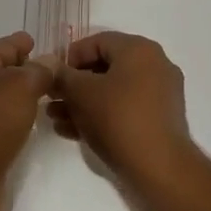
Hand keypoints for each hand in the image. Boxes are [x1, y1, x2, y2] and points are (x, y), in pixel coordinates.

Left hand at [0, 31, 55, 210]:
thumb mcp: (21, 86)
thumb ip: (40, 70)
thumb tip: (50, 61)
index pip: (5, 45)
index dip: (24, 43)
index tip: (47, 44)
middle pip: (4, 72)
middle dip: (29, 71)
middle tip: (61, 73)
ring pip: (6, 99)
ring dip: (26, 98)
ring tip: (55, 97)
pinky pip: (6, 123)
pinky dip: (21, 120)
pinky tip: (37, 124)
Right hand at [50, 31, 197, 197]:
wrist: (159, 168)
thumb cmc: (117, 118)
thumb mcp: (80, 93)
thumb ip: (61, 75)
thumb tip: (51, 67)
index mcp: (139, 49)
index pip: (96, 42)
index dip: (68, 58)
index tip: (50, 77)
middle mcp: (154, 65)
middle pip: (104, 68)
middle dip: (73, 85)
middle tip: (51, 99)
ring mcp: (160, 94)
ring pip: (112, 91)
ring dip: (82, 103)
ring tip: (56, 119)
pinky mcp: (160, 120)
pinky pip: (125, 109)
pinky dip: (101, 115)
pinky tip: (73, 132)